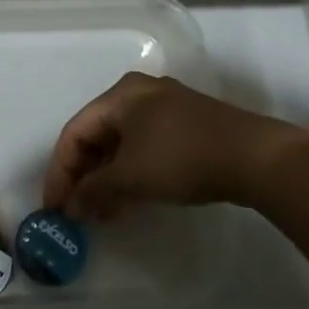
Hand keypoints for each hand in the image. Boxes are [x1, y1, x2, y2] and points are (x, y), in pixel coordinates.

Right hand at [42, 73, 304, 220]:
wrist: (254, 156)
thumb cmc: (181, 157)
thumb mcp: (130, 176)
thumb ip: (94, 190)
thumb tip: (71, 207)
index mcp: (120, 95)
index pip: (74, 132)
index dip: (60, 172)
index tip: (54, 208)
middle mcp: (140, 93)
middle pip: (97, 136)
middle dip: (84, 176)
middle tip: (78, 212)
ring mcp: (166, 108)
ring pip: (121, 144)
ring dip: (107, 179)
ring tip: (102, 215)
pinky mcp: (187, 126)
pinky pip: (144, 148)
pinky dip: (131, 174)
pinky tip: (130, 201)